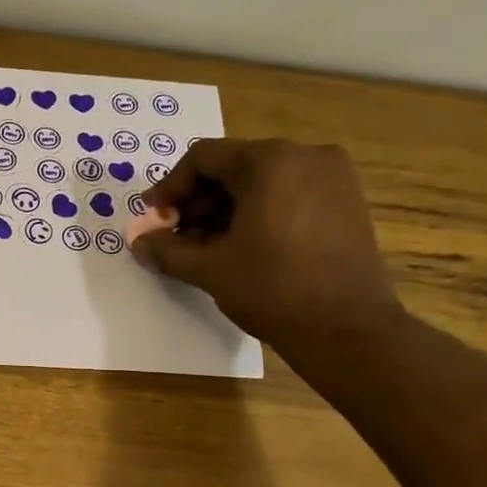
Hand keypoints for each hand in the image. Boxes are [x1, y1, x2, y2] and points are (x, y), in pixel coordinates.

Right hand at [132, 139, 404, 356]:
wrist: (347, 330)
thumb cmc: (272, 289)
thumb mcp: (209, 269)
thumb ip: (166, 249)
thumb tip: (139, 241)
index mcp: (270, 162)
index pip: (204, 158)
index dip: (169, 188)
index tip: (153, 220)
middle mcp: (306, 156)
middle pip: (233, 167)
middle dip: (197, 202)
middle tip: (175, 237)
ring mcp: (333, 178)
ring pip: (261, 182)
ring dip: (224, 210)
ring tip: (205, 248)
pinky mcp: (346, 202)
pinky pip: (288, 195)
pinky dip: (257, 214)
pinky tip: (241, 248)